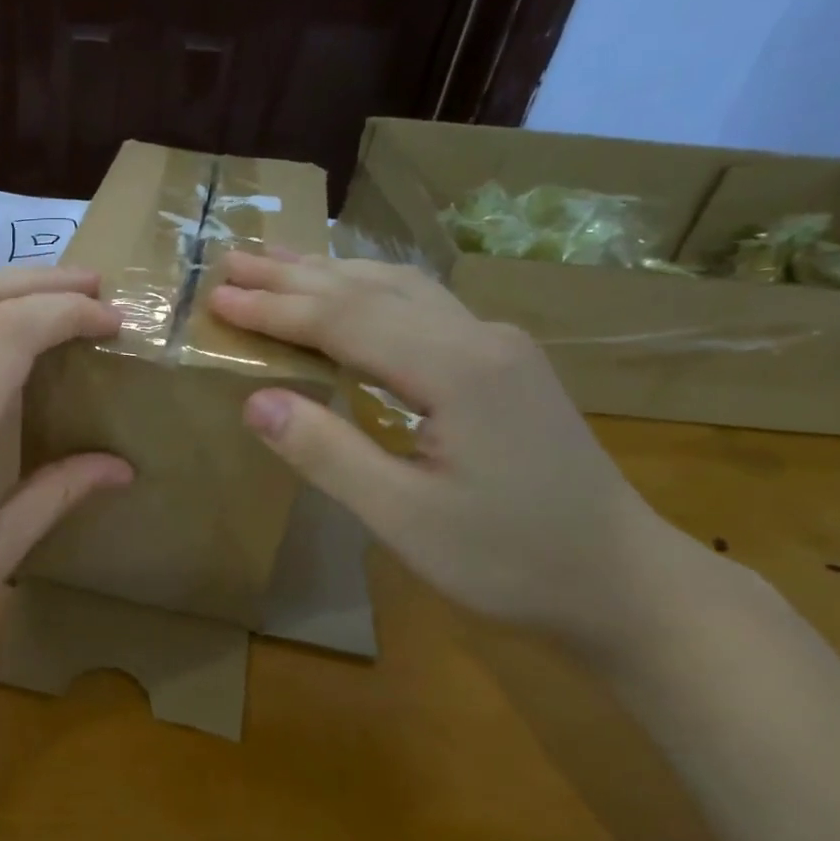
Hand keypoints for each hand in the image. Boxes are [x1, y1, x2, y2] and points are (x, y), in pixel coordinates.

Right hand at [209, 250, 689, 647]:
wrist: (622, 580)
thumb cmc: (510, 559)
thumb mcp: (405, 519)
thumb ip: (329, 454)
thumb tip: (256, 401)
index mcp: (456, 370)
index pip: (345, 321)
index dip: (276, 309)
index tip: (217, 296)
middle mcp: (480, 338)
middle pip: (372, 289)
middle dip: (296, 275)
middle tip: (232, 259)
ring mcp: (499, 347)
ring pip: (402, 289)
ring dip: (333, 274)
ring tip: (278, 263)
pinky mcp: (504, 366)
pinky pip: (423, 308)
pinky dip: (368, 294)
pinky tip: (351, 296)